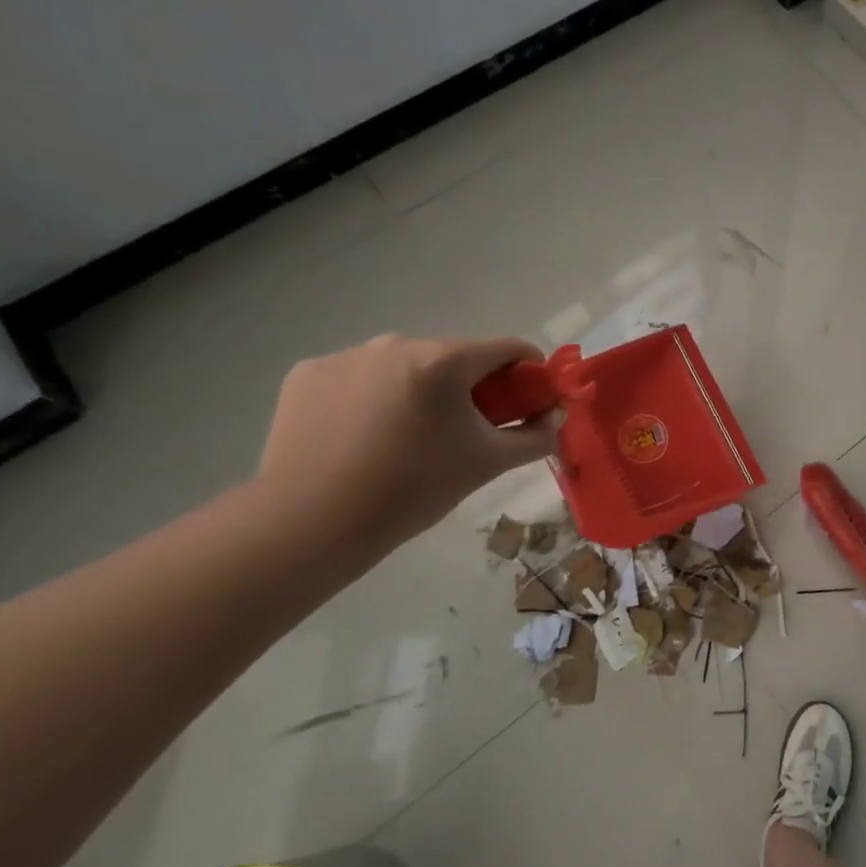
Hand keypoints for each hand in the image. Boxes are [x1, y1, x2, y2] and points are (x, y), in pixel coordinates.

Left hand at [257, 335, 560, 548]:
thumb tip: (557, 417)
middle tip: (466, 432)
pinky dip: (371, 398)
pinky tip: (363, 436)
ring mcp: (346, 356)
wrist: (312, 522)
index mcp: (444, 361)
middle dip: (470, 388)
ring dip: (419, 391)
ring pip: (404, 367)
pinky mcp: (307, 374)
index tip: (528, 402)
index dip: (529, 373)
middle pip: (453, 358)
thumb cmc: (413, 489)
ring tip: (408, 438)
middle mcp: (395, 344)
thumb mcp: (487, 463)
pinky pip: (358, 377)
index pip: (508, 349)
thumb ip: (534, 437)